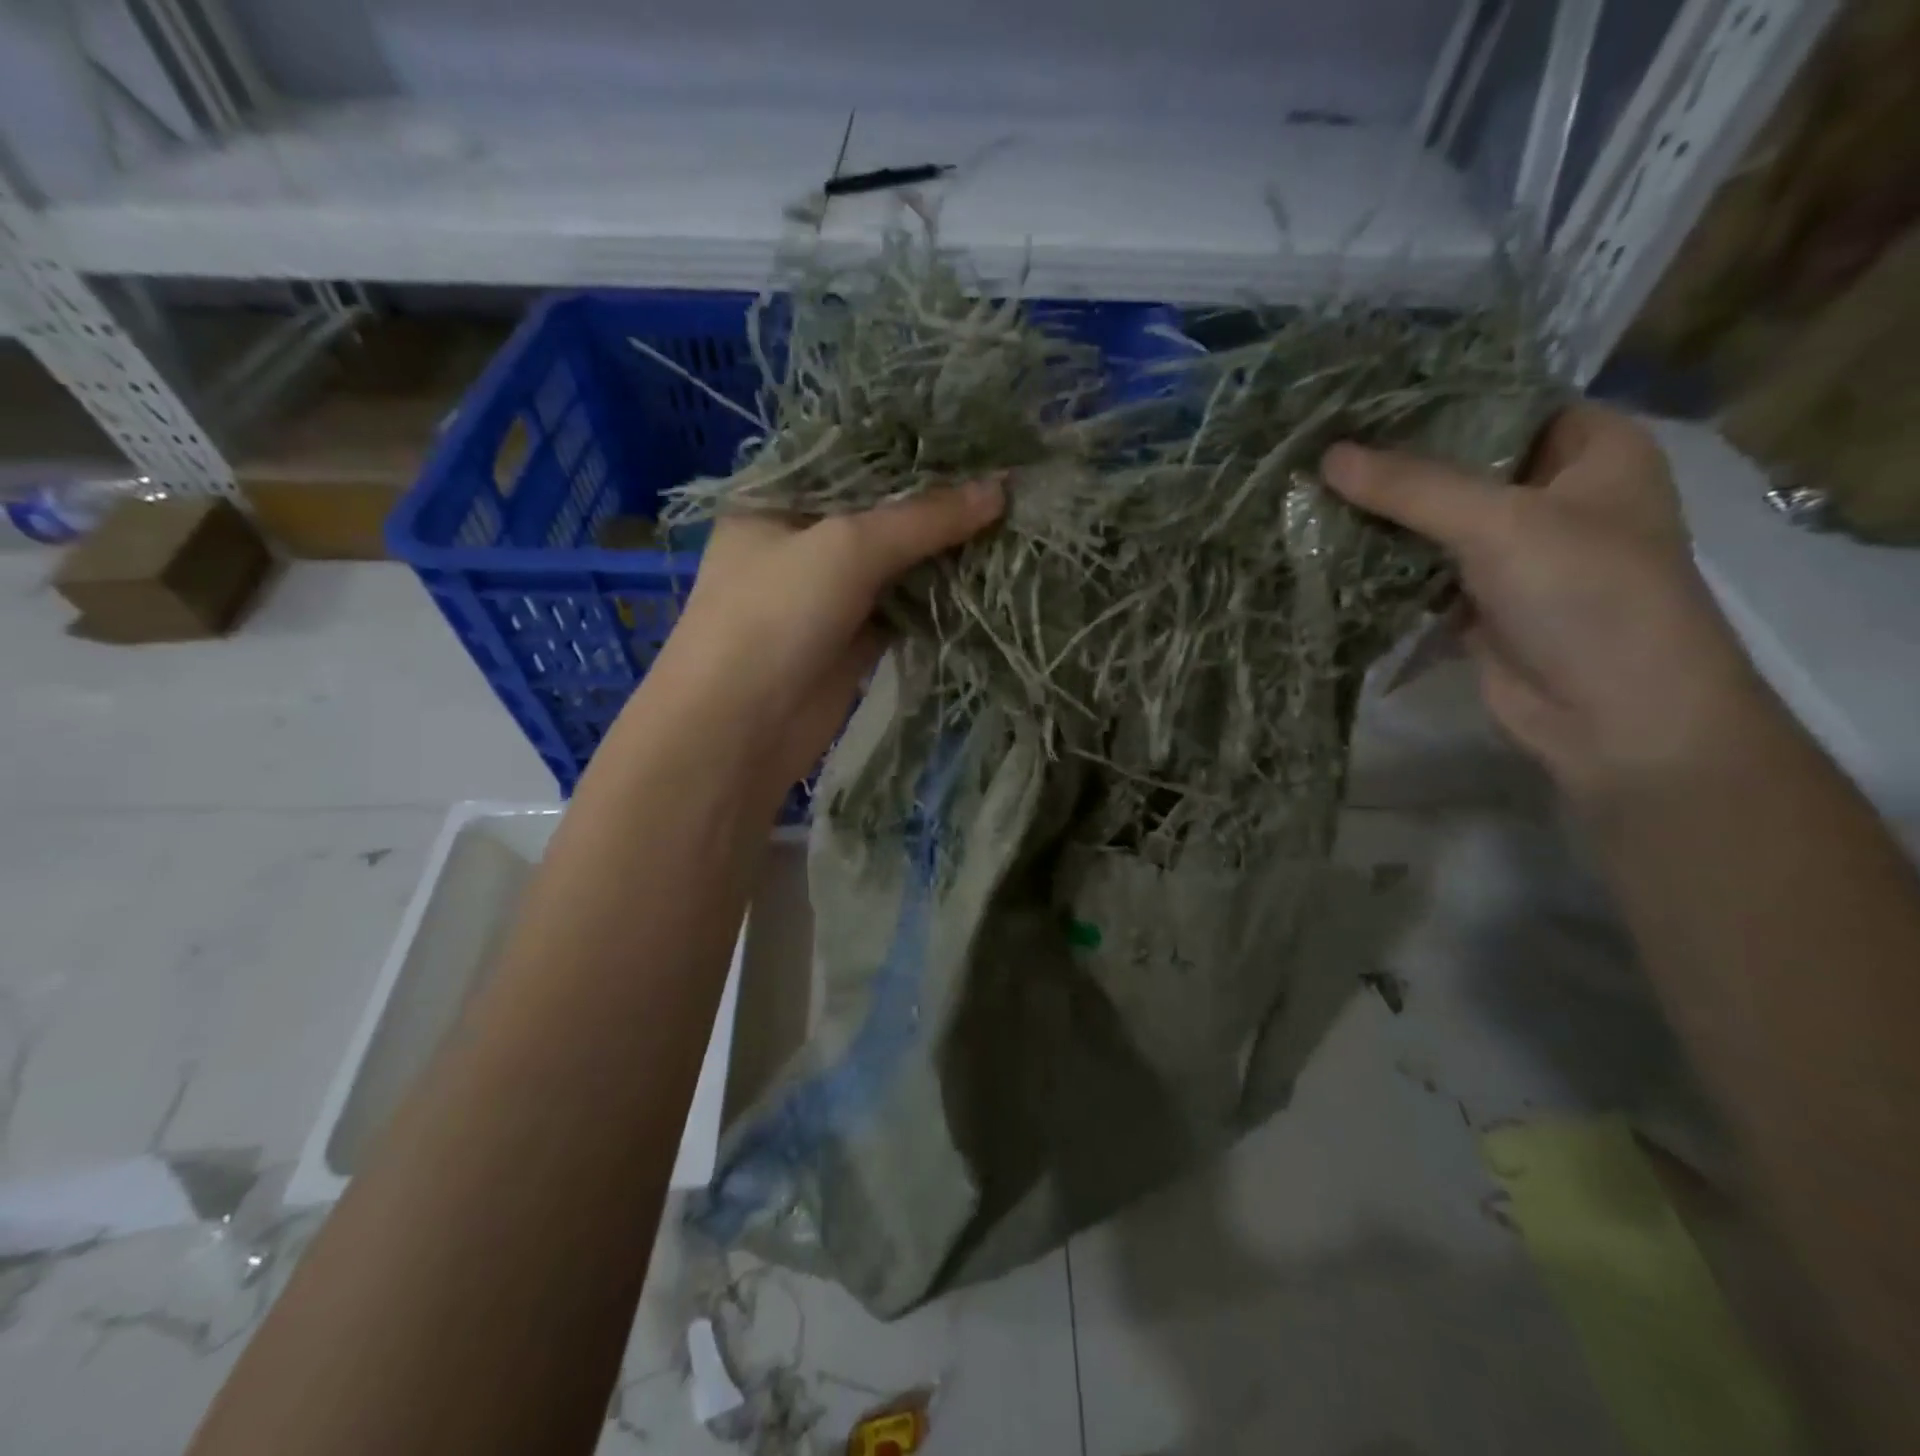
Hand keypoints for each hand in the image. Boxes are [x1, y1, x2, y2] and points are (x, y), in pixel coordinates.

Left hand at [647, 481, 1004, 800]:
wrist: (739, 730)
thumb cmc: (775, 616)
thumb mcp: (847, 548)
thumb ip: (924, 518)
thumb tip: (1001, 488)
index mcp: (780, 496)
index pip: (857, 456)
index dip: (915, 448)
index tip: (979, 435)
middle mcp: (803, 537)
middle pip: (882, 510)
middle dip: (939, 501)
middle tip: (1007, 478)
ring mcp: (829, 590)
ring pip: (898, 559)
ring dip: (945, 549)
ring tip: (1011, 518)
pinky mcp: (853, 637)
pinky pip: (904, 604)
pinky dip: (939, 595)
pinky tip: (986, 573)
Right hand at [1322, 405, 1765, 802]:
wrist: (1614, 716)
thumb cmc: (1586, 595)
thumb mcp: (1500, 523)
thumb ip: (1411, 487)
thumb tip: (1326, 456)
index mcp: (1592, 451)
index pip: (1503, 403)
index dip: (1434, 400)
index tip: (1357, 398)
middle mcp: (1553, 495)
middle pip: (1460, 465)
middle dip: (1392, 465)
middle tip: (1317, 446)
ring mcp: (1513, 553)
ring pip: (1433, 522)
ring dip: (1379, 518)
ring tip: (1307, 492)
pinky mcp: (1477, 602)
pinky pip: (1419, 571)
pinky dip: (1381, 565)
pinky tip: (1326, 548)